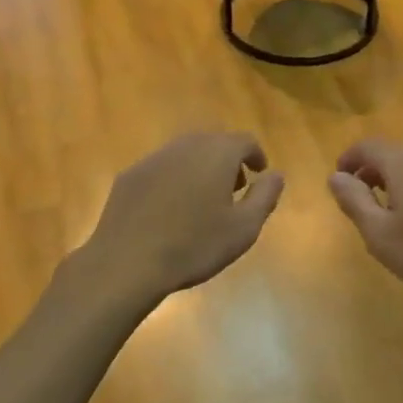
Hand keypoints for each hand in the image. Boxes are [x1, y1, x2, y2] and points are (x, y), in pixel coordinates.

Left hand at [84, 133, 284, 301]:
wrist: (127, 261)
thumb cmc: (194, 245)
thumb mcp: (244, 228)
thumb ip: (265, 196)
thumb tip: (276, 175)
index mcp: (217, 153)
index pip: (244, 141)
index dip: (256, 155)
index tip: (259, 173)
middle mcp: (186, 145)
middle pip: (213, 141)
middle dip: (228, 159)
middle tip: (234, 188)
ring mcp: (154, 158)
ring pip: (185, 152)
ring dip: (200, 167)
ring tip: (203, 199)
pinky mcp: (130, 175)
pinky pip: (161, 168)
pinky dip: (174, 178)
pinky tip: (170, 209)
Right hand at [327, 139, 402, 309]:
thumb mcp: (380, 234)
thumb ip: (354, 201)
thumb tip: (335, 176)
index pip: (367, 147)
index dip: (349, 160)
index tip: (338, 179)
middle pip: (395, 154)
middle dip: (374, 172)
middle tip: (363, 199)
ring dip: (401, 182)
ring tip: (395, 213)